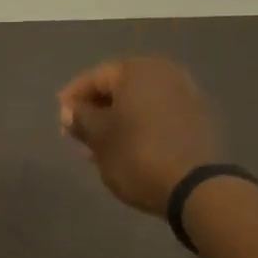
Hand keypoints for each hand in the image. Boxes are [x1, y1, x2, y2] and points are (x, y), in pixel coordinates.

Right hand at [57, 57, 217, 214]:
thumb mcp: (98, 137)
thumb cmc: (136, 154)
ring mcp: (185, 94)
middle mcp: (164, 73)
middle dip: (96, 109)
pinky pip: (157, 114)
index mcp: (137, 70)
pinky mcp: (197, 118)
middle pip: (118, 88)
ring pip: (138, 103)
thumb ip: (80, 118)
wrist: (194, 187)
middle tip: (77, 133)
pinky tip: (125, 147)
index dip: (72, 98)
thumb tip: (70, 111)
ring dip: (116, 120)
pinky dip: (138, 126)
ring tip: (98, 145)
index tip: (61, 120)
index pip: (94, 78)